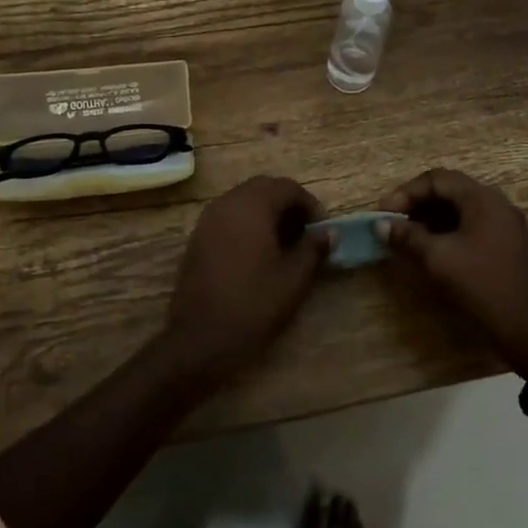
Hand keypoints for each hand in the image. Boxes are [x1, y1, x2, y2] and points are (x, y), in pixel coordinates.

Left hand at [162, 176, 330, 384]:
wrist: (199, 339)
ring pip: (244, 200)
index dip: (309, 204)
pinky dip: (247, 223)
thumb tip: (329, 232)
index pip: (287, 187)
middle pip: (263, 188)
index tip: (321, 230)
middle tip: (304, 233)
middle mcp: (227, 203)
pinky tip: (258, 253)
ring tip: (284, 243)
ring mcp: (208, 219)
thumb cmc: (252, 305)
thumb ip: (313, 249)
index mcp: (252, 206)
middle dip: (287, 204)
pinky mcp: (198, 237)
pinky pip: (228, 215)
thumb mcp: (293, 279)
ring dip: (266, 212)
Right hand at [379, 169, 527, 375]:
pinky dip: (448, 230)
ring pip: (460, 209)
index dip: (406, 192)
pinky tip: (432, 248)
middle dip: (418, 203)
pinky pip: (471, 225)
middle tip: (393, 222)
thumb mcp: (438, 258)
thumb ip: (408, 237)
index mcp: (482, 198)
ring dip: (431, 217)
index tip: (385, 213)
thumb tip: (381, 225)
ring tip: (407, 236)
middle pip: (450, 190)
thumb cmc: (482, 285)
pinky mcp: (507, 244)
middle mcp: (496, 203)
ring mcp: (505, 224)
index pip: (437, 178)